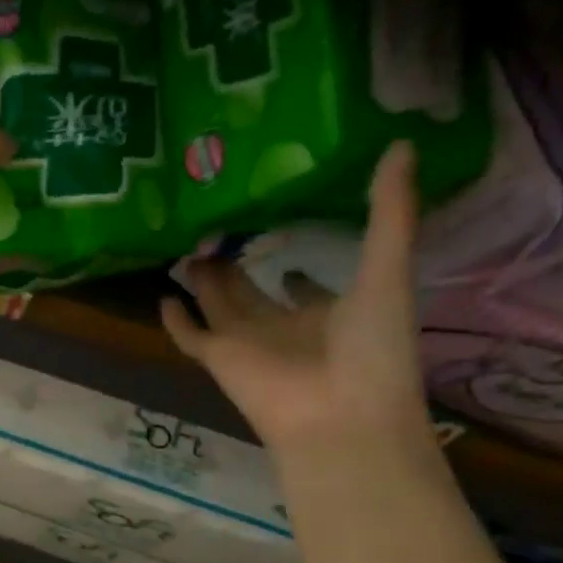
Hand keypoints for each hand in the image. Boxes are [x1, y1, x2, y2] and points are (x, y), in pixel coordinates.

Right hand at [160, 142, 431, 460]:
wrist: (339, 417)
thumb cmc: (372, 349)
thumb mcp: (388, 272)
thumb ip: (390, 213)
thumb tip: (400, 144)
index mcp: (329, 312)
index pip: (306, 289)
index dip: (296, 271)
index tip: (283, 249)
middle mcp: (285, 327)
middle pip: (251, 292)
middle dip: (235, 264)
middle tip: (216, 228)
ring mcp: (248, 343)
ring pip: (218, 306)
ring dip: (203, 281)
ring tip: (187, 248)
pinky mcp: (218, 358)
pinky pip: (190, 336)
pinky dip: (175, 320)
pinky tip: (162, 295)